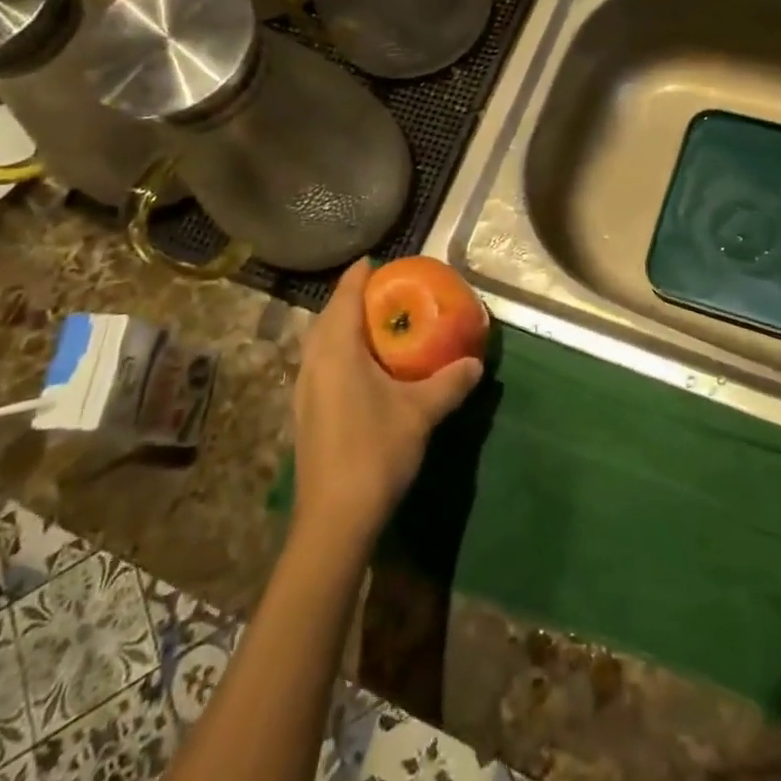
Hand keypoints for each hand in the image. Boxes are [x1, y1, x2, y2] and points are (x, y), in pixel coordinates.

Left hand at [291, 260, 484, 553]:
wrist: (335, 519)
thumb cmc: (376, 451)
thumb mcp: (421, 412)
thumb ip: (449, 383)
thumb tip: (475, 362)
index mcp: (337, 351)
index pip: (344, 298)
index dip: (359, 277)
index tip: (377, 262)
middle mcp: (313, 363)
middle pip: (327, 318)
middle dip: (351, 301)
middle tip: (384, 294)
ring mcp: (304, 390)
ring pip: (320, 344)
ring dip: (342, 328)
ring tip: (375, 327)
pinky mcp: (305, 413)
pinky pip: (320, 365)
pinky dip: (338, 353)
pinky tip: (363, 370)